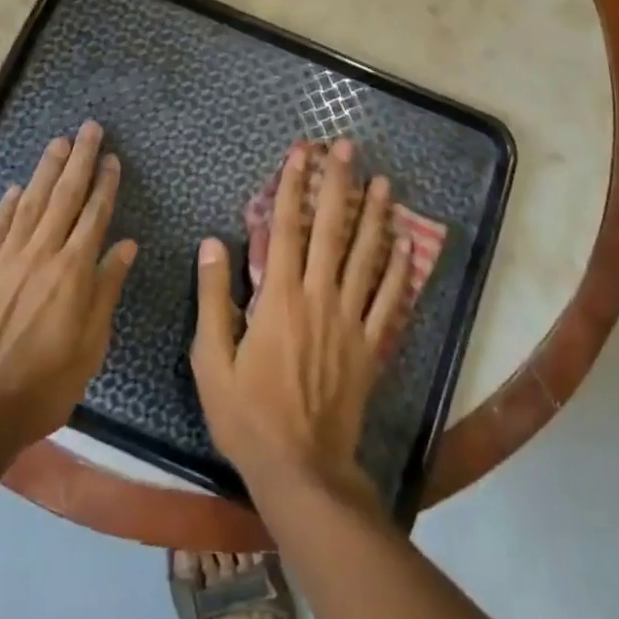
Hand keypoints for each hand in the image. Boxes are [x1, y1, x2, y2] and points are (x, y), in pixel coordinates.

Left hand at [0, 121, 138, 456]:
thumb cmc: (42, 386)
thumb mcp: (90, 346)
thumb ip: (107, 291)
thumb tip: (126, 246)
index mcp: (73, 271)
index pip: (95, 215)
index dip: (105, 184)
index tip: (113, 158)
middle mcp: (41, 254)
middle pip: (64, 196)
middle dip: (80, 159)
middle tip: (89, 128)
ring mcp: (6, 260)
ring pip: (30, 203)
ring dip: (45, 170)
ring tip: (58, 142)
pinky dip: (7, 205)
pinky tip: (14, 188)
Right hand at [191, 138, 411, 499]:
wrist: (301, 470)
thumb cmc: (249, 416)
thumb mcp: (211, 361)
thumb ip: (211, 299)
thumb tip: (211, 244)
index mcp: (278, 298)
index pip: (286, 228)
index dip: (292, 186)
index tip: (300, 152)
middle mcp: (319, 297)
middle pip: (331, 230)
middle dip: (339, 184)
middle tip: (348, 148)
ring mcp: (350, 320)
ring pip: (366, 257)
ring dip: (375, 216)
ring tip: (384, 182)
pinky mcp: (371, 346)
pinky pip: (389, 301)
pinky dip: (398, 270)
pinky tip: (407, 244)